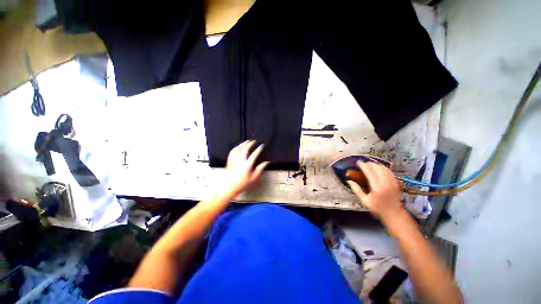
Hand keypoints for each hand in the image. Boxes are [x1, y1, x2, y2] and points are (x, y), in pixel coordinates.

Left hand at [225, 140, 269, 195]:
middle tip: (254, 141)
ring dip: (243, 144)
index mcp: (247, 165)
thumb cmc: (243, 183)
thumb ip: (260, 169)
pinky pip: (233, 151)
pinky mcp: (230, 160)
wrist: (231, 185)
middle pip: (245, 149)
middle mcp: (240, 161)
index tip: (262, 146)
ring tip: (247, 141)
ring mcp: (234, 160)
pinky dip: (236, 147)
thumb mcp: (254, 177)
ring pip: (238, 149)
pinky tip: (238, 146)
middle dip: (250, 144)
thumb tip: (266, 163)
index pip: (254, 154)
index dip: (259, 149)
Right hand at [347, 161, 402, 219]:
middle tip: (364, 163)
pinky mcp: (395, 182)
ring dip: (376, 164)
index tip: (358, 162)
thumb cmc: (378, 207)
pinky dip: (383, 167)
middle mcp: (385, 183)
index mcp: (377, 188)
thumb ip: (357, 190)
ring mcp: (392, 182)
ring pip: (384, 168)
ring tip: (370, 164)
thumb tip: (349, 181)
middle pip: (377, 168)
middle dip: (370, 164)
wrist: (393, 212)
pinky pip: (389, 171)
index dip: (363, 166)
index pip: (369, 173)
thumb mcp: (365, 201)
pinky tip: (378, 167)